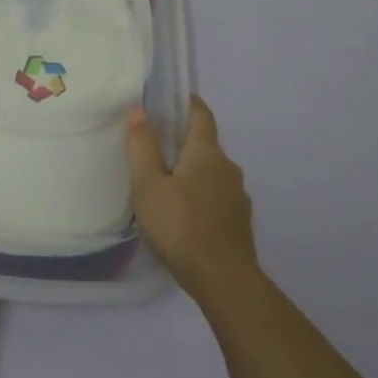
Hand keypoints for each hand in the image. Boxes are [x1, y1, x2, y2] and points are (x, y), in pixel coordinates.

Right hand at [126, 96, 257, 306]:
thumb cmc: (180, 225)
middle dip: (184, 142)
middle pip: (206, 145)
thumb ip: (142, 147)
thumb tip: (138, 110)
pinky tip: (183, 213)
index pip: (201, 115)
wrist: (223, 279)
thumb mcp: (148, 185)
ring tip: (165, 183)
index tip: (173, 98)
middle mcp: (228, 168)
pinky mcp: (239, 221)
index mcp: (206, 153)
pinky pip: (216, 196)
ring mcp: (237, 196)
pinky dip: (200, 195)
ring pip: (211, 173)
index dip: (188, 103)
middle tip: (155, 147)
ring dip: (192, 171)